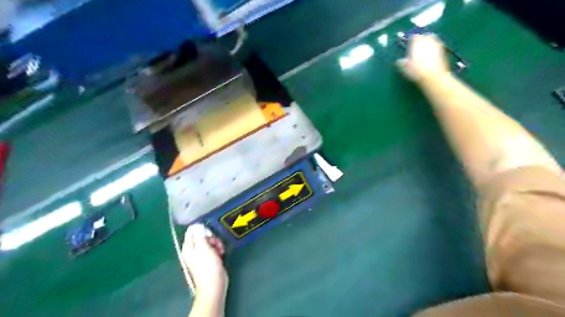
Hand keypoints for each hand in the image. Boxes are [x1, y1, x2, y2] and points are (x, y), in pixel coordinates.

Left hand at [182, 224, 227, 300]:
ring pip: (209, 242)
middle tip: (216, 243)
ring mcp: (201, 255)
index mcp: (188, 247)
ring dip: (217, 243)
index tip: (210, 233)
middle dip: (211, 237)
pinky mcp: (209, 259)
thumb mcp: (204, 248)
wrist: (214, 284)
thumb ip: (200, 235)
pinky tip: (221, 253)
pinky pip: (213, 248)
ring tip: (220, 249)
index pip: (192, 231)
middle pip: (202, 236)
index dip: (202, 229)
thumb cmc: (208, 266)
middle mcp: (193, 250)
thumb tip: (197, 225)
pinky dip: (218, 249)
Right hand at [397, 35, 450, 82]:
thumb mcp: (404, 67)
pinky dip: (433, 51)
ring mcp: (437, 45)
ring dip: (428, 45)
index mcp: (417, 41)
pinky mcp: (443, 51)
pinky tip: (430, 58)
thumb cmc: (416, 70)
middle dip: (421, 40)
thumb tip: (400, 61)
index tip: (408, 46)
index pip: (413, 37)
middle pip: (425, 36)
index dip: (410, 41)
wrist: (433, 77)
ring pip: (432, 41)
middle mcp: (428, 40)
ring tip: (424, 52)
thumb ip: (401, 62)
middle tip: (417, 47)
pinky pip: (437, 48)